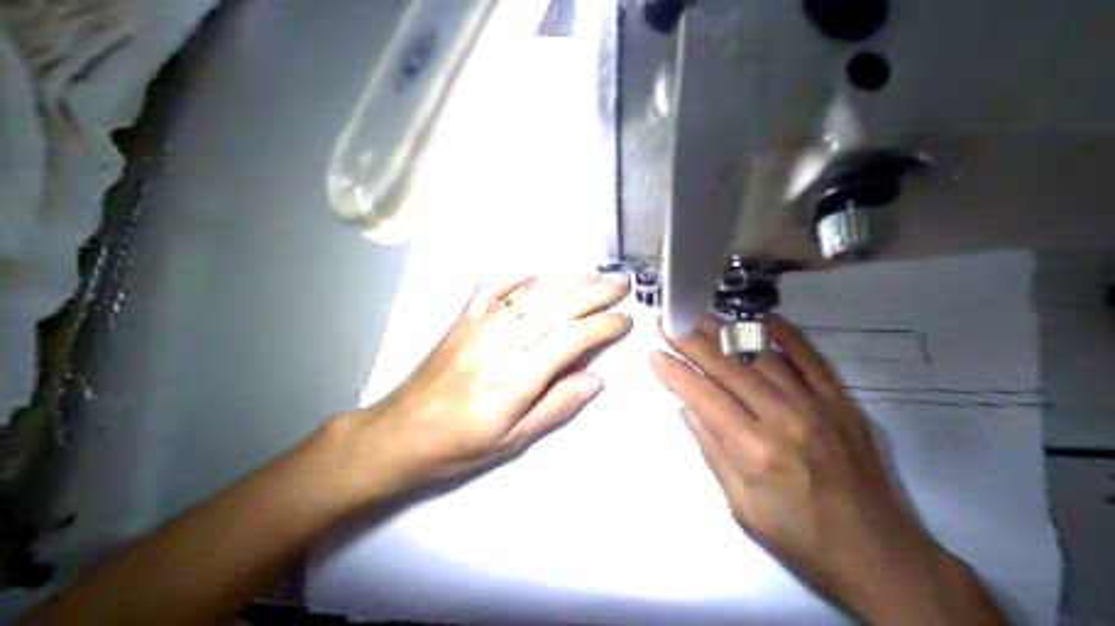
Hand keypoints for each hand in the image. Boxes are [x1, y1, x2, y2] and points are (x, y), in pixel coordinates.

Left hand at [330, 271, 629, 501]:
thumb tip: (596, 379)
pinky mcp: (461, 320)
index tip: (625, 321)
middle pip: (556, 307)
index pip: (571, 339)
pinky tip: (536, 268)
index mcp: (516, 379)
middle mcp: (500, 344)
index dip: (603, 326)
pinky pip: (489, 287)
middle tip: (622, 284)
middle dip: (594, 292)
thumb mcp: (513, 440)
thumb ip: (556, 406)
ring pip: (529, 293)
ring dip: (566, 279)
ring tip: (594, 273)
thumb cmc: (459, 445)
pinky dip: (515, 274)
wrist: (399, 433)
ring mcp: (478, 326)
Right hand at [650, 319, 1008, 625]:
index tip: (655, 354)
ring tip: (702, 318)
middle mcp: (783, 419)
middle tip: (670, 323)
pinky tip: (764, 319)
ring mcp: (816, 405)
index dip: (676, 374)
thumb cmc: (799, 538)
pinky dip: (787, 336)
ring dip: (729, 335)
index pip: (705, 398)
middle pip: (730, 370)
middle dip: (694, 344)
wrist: (876, 553)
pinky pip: (811, 360)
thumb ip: (713, 453)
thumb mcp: (743, 507)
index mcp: (755, 451)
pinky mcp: (841, 402)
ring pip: (763, 359)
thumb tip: (686, 411)